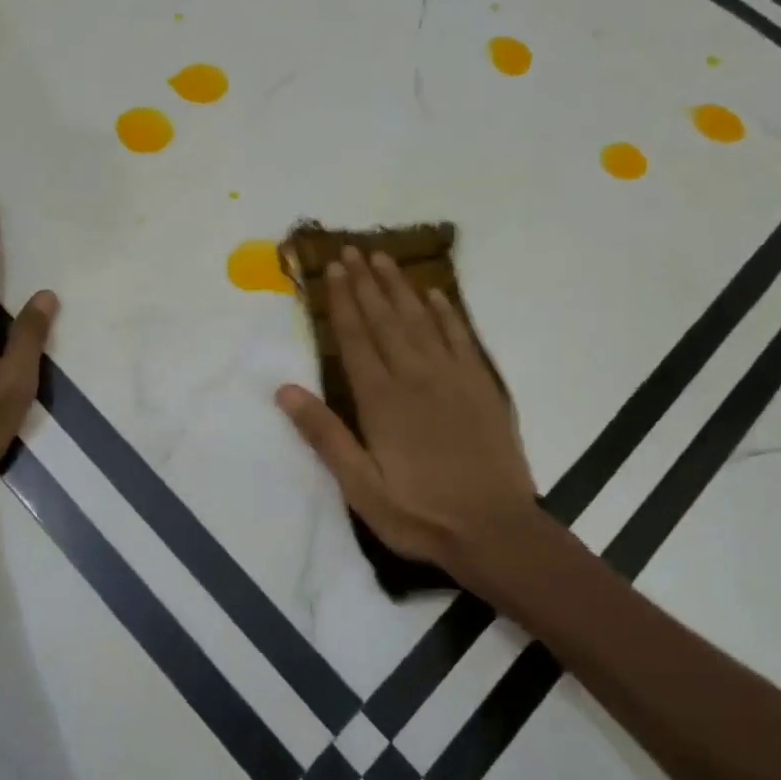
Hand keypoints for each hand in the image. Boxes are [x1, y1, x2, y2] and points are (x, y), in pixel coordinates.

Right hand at [276, 246, 537, 580]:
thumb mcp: (360, 487)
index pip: (356, 337)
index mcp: (381, 399)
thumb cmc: (420, 513)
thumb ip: (325, 435)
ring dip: (401, 287)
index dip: (342, 301)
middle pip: (386, 318)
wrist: (495, 529)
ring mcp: (453, 377)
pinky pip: (462, 337)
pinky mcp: (482, 385)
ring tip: (385, 259)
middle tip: (353, 250)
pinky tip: (437, 295)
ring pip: (421, 319)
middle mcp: (415, 376)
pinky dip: (448, 313)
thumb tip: (285, 390)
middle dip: (367, 282)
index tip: (332, 269)